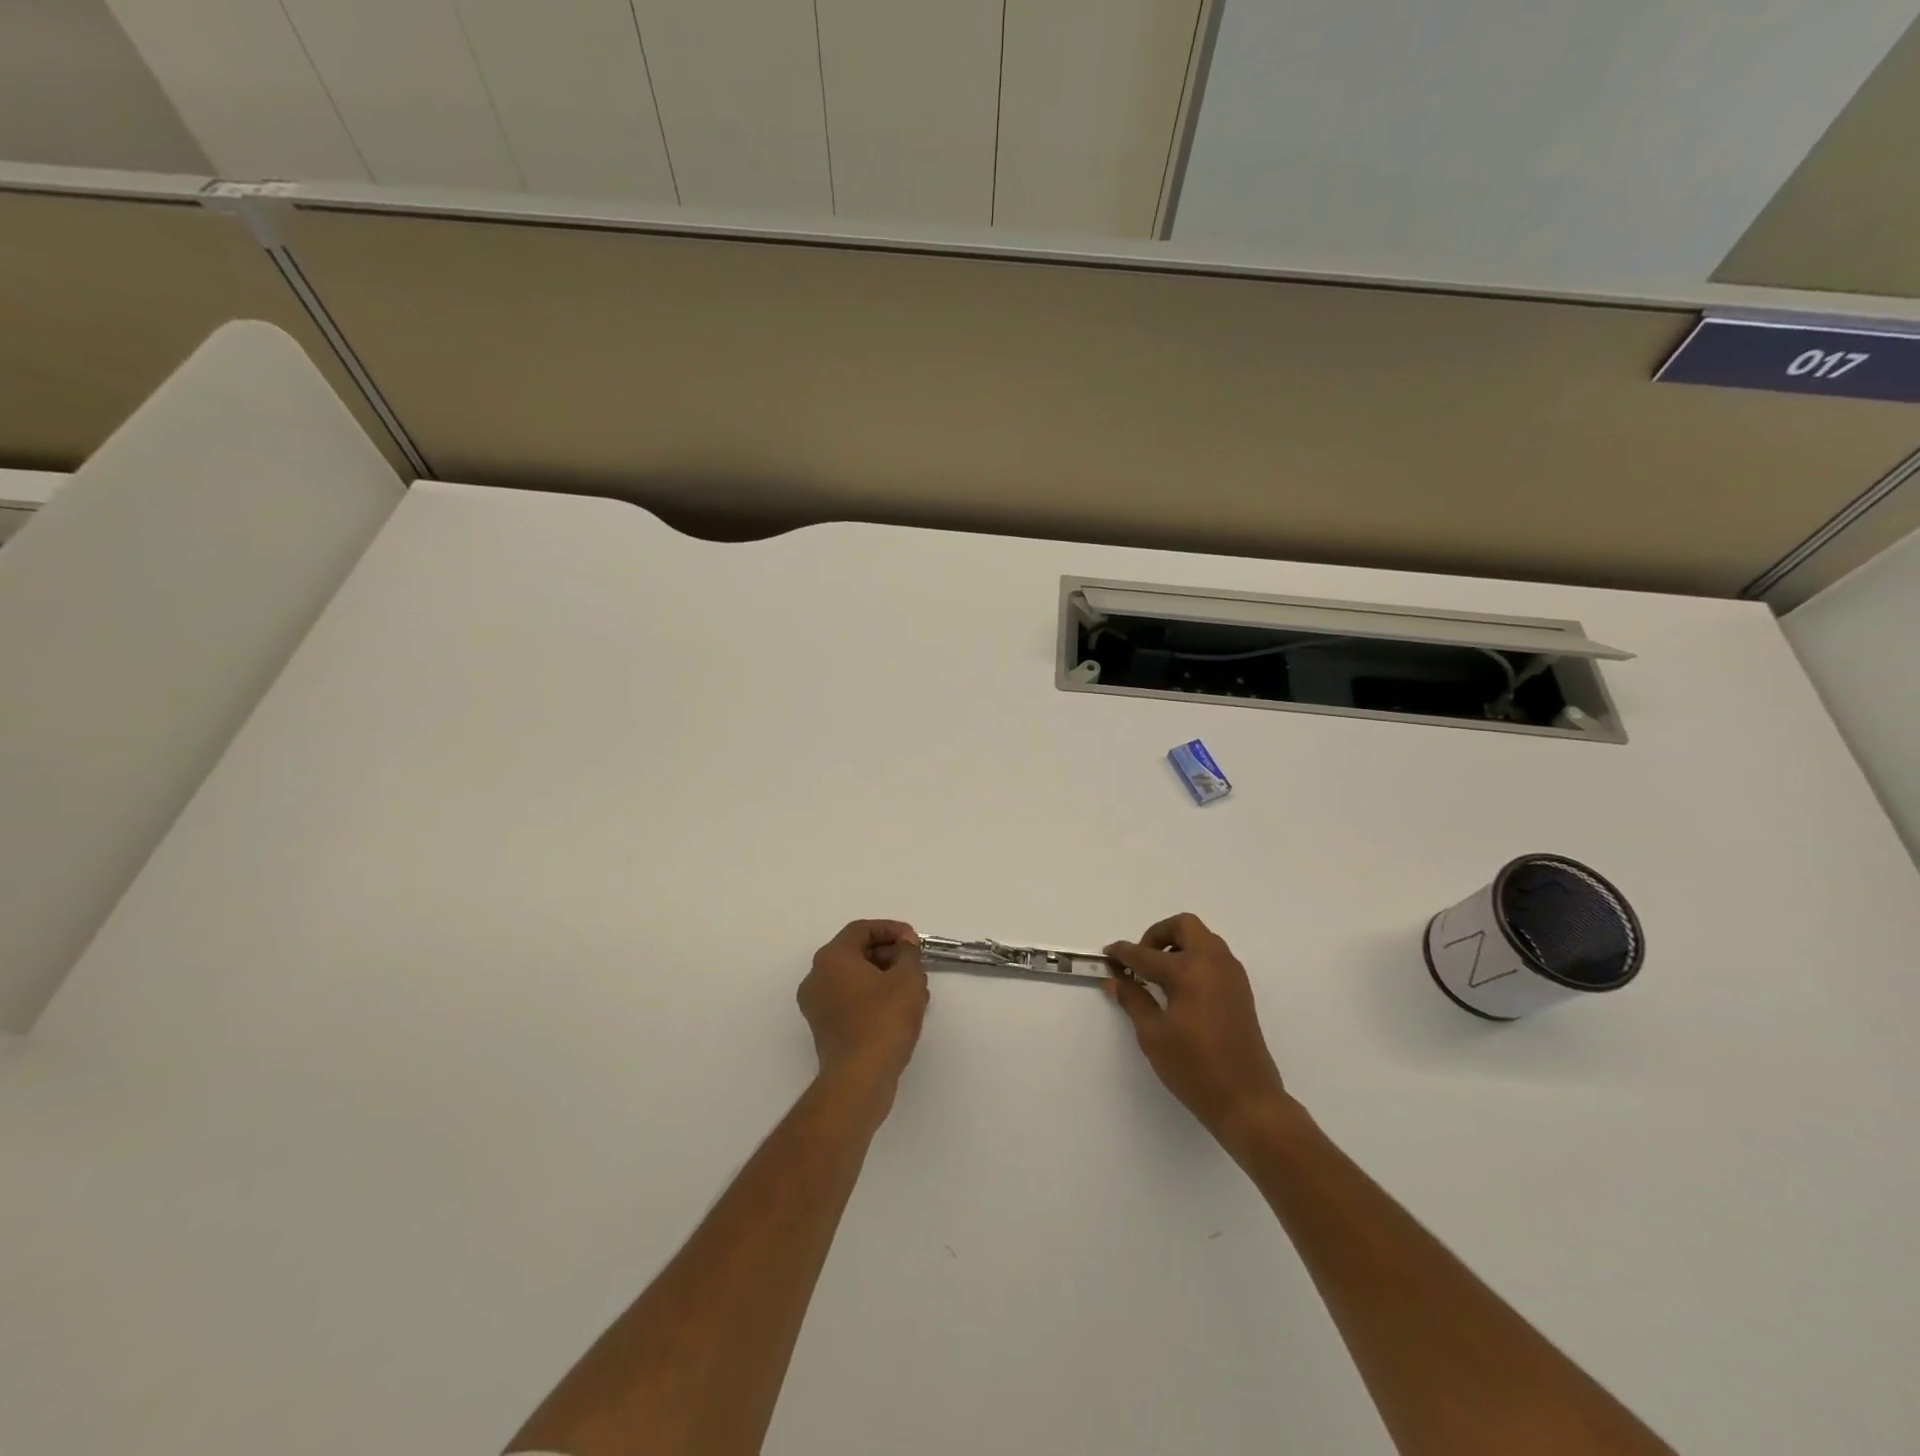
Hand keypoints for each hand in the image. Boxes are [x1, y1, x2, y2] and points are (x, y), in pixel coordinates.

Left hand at [798, 920, 929, 1090]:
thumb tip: (904, 946)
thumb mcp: (908, 978)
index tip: (914, 941)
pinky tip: (900, 1009)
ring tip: (914, 989)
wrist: (859, 1078)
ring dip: (884, 977)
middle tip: (915, 964)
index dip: (891, 929)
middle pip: (856, 953)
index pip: (861, 929)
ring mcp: (817, 1005)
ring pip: (854, 978)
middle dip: (890, 955)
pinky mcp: (824, 1028)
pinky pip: (850, 1000)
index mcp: (832, 957)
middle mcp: (817, 976)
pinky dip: (873, 997)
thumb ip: (908, 953)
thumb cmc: (883, 1019)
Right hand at [1105, 914, 1291, 1147]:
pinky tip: (1180, 988)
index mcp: (1189, 971)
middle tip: (1140, 961)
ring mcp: (1231, 974)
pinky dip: (1194, 959)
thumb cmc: (1194, 1068)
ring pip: (1202, 939)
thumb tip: (1114, 979)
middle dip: (1157, 935)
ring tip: (1158, 976)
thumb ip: (1133, 999)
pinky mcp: (1240, 989)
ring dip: (1178, 945)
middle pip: (1184, 926)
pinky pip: (1214, 957)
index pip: (1146, 954)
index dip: (1122, 953)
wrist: (1247, 1101)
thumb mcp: (1153, 1034)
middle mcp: (1214, 963)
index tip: (1107, 955)